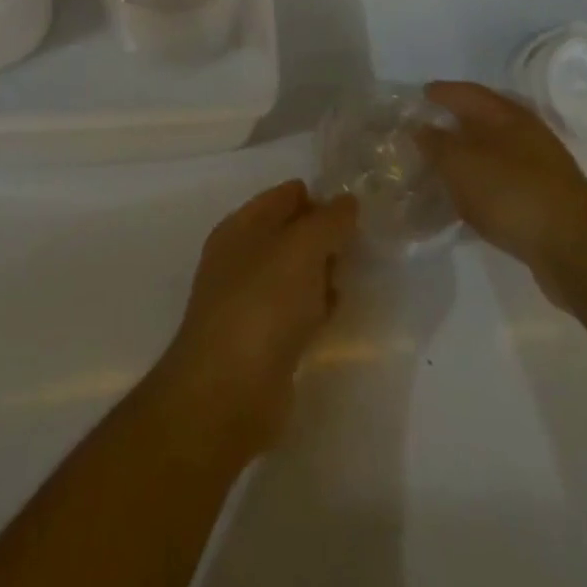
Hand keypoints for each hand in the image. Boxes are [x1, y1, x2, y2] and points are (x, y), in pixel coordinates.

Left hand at [151, 181, 358, 463]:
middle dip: (322, 236)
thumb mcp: (302, 247)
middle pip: (289, 234)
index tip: (354, 209)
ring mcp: (248, 300)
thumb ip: (329, 220)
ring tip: (351, 274)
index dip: (318, 197)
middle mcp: (240, 257)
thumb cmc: (264, 303)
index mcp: (241, 226)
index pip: (284, 196)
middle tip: (357, 244)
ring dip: (320, 272)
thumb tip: (347, 201)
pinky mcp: (260, 341)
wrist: (229, 390)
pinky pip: (294, 310)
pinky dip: (314, 307)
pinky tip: (333, 313)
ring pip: (293, 273)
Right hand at [414, 81, 586, 307]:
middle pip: (482, 120)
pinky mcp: (545, 200)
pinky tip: (466, 201)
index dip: (441, 92)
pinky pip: (502, 182)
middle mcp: (526, 134)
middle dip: (453, 123)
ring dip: (467, 157)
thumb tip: (421, 128)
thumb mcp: (461, 164)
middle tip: (423, 132)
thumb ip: (435, 143)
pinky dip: (481, 184)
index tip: (419, 95)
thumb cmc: (511, 193)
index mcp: (507, 115)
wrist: (575, 250)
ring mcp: (540, 168)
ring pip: (493, 152)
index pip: (467, 92)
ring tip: (439, 168)